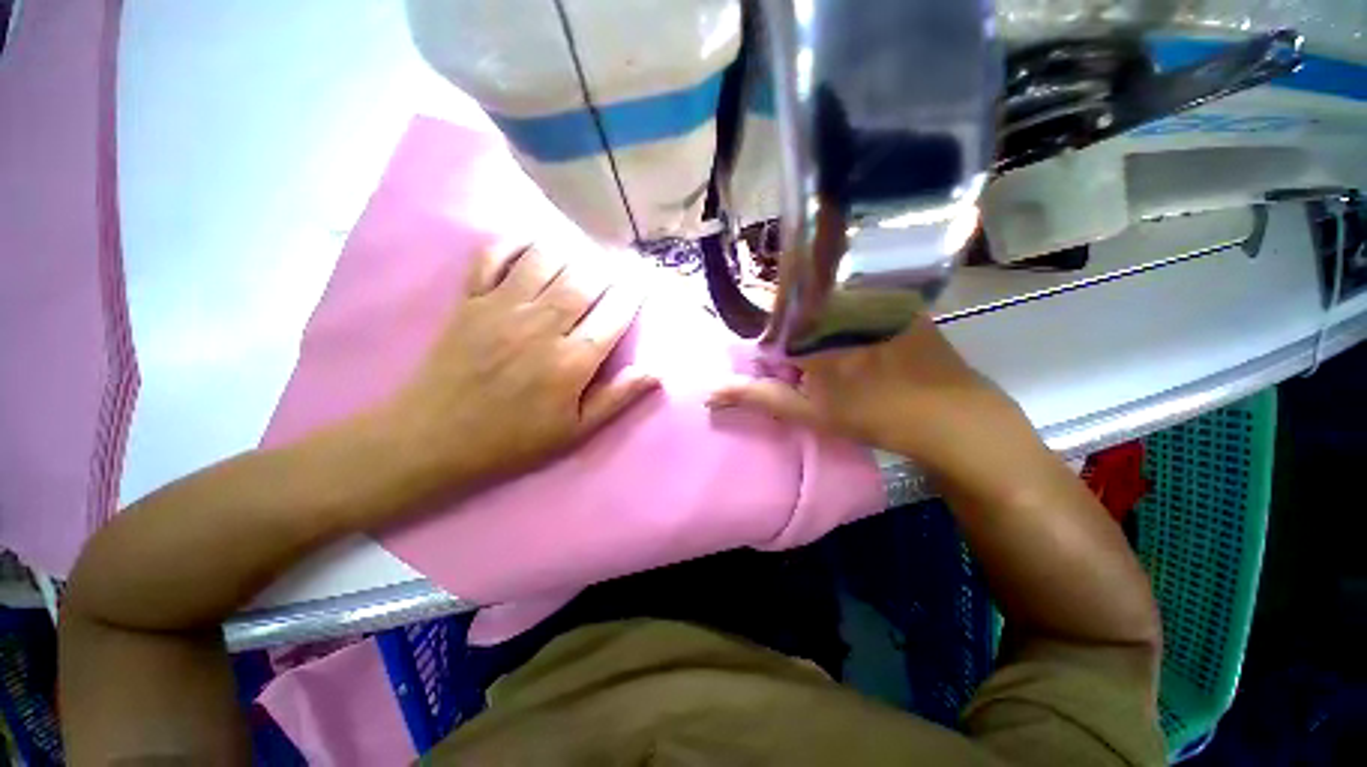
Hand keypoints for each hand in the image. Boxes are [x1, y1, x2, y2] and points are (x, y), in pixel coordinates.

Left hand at [381, 243, 658, 488]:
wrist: (434, 438)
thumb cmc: (514, 439)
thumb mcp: (575, 431)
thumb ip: (616, 398)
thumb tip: (656, 372)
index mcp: (571, 362)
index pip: (615, 315)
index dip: (634, 292)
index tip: (645, 278)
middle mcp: (542, 327)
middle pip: (585, 280)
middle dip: (609, 266)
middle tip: (620, 260)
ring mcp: (502, 309)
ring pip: (545, 260)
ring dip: (570, 250)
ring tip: (584, 252)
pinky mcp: (470, 301)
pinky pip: (493, 256)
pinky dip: (514, 243)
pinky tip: (532, 244)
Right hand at [707, 318, 1025, 472]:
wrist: (952, 417)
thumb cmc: (874, 415)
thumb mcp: (808, 411)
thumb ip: (758, 397)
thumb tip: (710, 392)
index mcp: (812, 326)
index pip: (769, 311)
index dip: (761, 325)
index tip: (766, 343)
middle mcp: (838, 302)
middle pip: (797, 301)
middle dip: (788, 322)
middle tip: (798, 352)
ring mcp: (872, 297)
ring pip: (827, 296)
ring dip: (816, 315)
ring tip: (826, 344)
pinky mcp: (898, 298)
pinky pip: (859, 294)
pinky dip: (846, 308)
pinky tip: (854, 333)